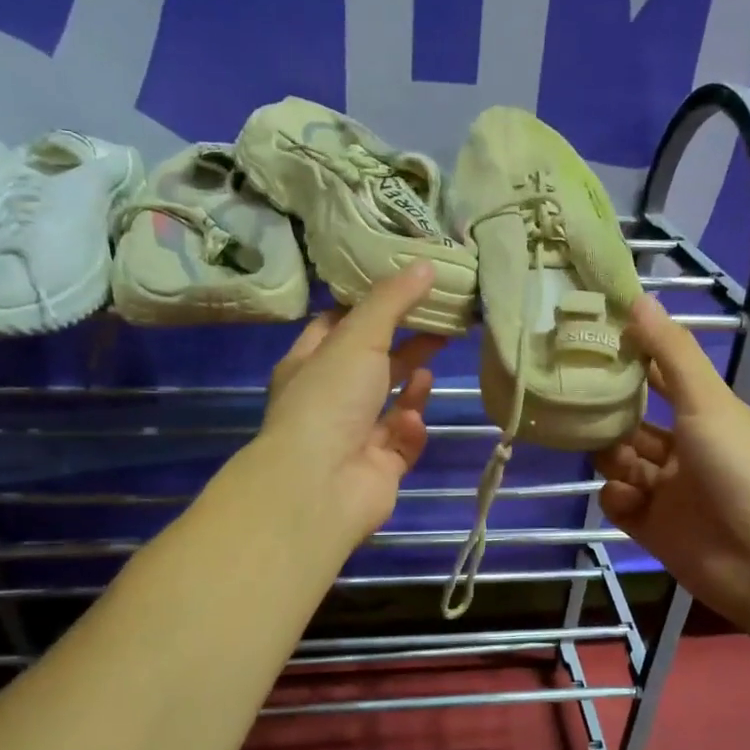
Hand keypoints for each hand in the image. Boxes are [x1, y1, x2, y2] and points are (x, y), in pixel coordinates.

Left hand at [254, 262, 444, 543]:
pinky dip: (410, 430)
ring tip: (429, 372)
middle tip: (440, 325)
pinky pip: (402, 443)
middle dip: (404, 347)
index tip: (403, 290)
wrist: (320, 484)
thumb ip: (392, 301)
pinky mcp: (378, 469)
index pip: (335, 327)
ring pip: (391, 405)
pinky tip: (411, 422)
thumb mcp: (358, 337)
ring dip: (410, 389)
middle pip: (372, 365)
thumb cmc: (330, 399)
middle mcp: (328, 401)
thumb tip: (426, 264)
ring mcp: (353, 437)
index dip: (367, 308)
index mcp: (309, 365)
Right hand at [595, 295, 749, 637]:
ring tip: (613, 459)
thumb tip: (638, 299)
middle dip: (611, 416)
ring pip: (623, 463)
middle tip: (582, 404)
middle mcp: (688, 451)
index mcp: (708, 417)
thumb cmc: (742, 471)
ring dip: (612, 456)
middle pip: (635, 424)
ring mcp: (670, 492)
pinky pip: (621, 504)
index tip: (593, 345)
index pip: (662, 380)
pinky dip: (617, 497)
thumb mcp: (709, 403)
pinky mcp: (654, 529)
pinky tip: (626, 498)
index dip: (632, 362)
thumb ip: (672, 355)